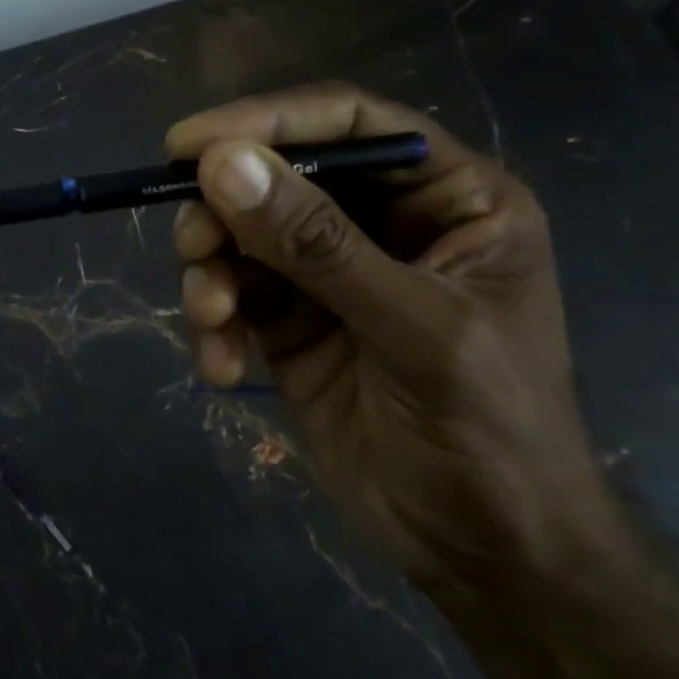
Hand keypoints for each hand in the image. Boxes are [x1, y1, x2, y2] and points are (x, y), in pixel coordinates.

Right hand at [168, 84, 621, 600]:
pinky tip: (222, 366)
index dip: (268, 122)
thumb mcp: (413, 330)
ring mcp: (330, 272)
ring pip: (241, 234)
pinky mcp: (290, 320)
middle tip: (194, 247)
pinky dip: (214, 322)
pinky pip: (231, 294)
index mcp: (446, 199)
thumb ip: (316, 245)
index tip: (187, 143)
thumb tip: (222, 163)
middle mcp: (383, 222)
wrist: (487, 556)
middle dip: (226, 211)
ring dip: (212, 272)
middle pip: (279, 176)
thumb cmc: (491, 432)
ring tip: (212, 319)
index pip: (349, 124)